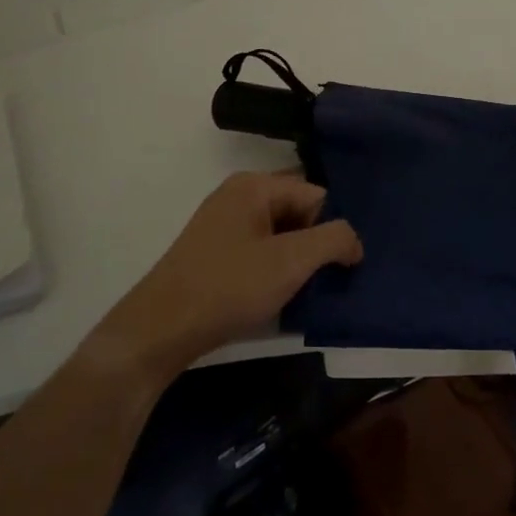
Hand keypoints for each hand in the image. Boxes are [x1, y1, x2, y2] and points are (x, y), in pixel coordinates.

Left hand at [94, 172, 361, 383]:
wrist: (161, 330)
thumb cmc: (229, 287)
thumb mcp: (291, 262)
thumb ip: (334, 240)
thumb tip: (354, 241)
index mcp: (254, 185)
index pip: (317, 194)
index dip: (332, 229)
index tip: (342, 266)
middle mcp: (238, 194)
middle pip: (298, 210)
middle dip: (317, 242)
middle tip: (329, 278)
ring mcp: (223, 223)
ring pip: (280, 233)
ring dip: (297, 260)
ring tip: (306, 291)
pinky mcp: (215, 251)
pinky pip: (260, 249)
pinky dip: (275, 269)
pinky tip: (278, 296)